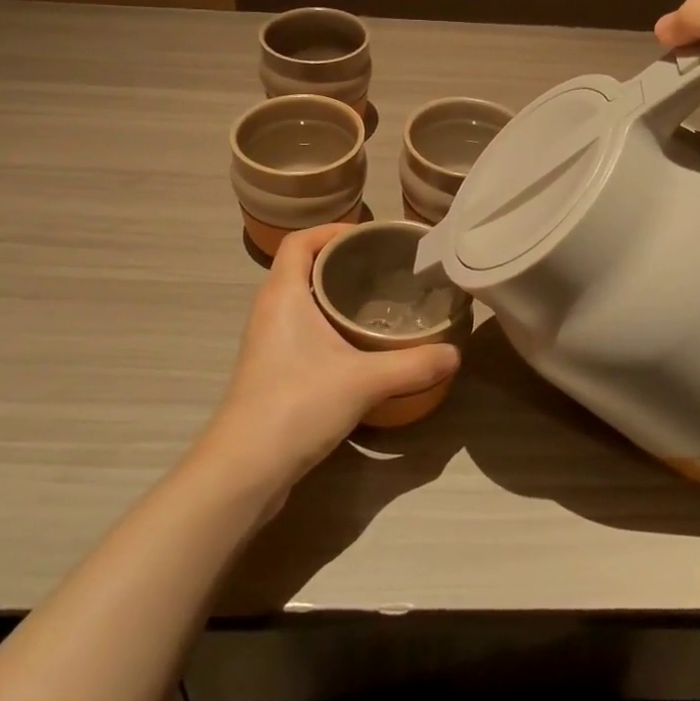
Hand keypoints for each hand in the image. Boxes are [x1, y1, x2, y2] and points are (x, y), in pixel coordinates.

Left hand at [193, 223, 461, 498]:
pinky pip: (302, 330)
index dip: (333, 230)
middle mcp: (270, 310)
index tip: (371, 237)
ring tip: (379, 303)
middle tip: (386, 269)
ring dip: (335, 295)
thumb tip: (455, 354)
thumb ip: (413, 364)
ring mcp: (268, 342)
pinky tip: (359, 346)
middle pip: (303, 267)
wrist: (244, 470)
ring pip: (303, 301)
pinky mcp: (272, 370)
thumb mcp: (365, 381)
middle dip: (343, 262)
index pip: (300, 240)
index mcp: (283, 294)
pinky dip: (329, 325)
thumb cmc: (297, 405)